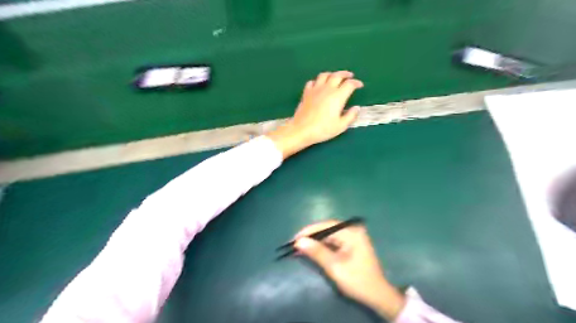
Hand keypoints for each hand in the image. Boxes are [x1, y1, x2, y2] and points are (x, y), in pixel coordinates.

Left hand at [267, 72, 363, 160]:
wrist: (302, 130)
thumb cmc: (323, 129)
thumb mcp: (340, 126)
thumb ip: (350, 116)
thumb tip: (357, 108)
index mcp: (338, 96)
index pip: (349, 84)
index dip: (356, 83)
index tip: (360, 85)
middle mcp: (327, 89)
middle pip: (337, 75)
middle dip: (345, 74)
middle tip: (350, 76)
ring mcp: (315, 90)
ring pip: (324, 75)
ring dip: (331, 74)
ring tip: (335, 77)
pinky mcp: (306, 93)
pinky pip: (312, 82)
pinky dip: (317, 81)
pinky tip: (319, 85)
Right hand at [294, 219, 401, 320]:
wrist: (377, 295)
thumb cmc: (357, 280)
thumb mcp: (334, 267)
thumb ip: (317, 252)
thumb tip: (299, 241)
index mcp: (351, 232)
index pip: (326, 225)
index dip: (309, 231)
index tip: (295, 238)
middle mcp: (352, 230)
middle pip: (327, 229)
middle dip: (311, 236)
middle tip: (295, 243)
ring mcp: (353, 237)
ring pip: (329, 235)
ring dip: (315, 241)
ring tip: (300, 247)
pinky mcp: (351, 244)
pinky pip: (333, 241)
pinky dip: (322, 246)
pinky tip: (311, 250)